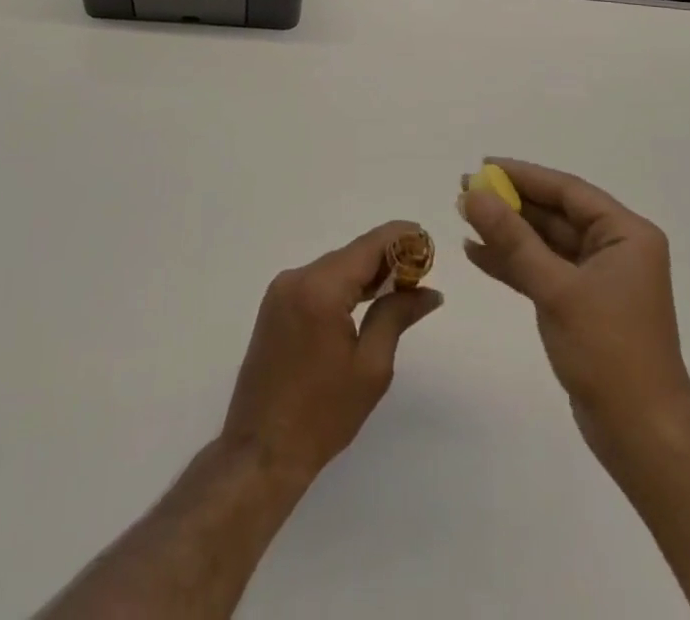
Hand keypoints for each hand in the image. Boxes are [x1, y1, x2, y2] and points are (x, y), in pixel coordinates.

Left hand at [220, 221, 442, 483]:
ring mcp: (281, 290)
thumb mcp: (371, 367)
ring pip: (334, 268)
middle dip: (386, 258)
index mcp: (320, 289)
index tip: (426, 238)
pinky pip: (317, 282)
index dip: (399, 238)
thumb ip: (397, 316)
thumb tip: (428, 291)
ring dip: (365, 273)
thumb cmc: (322, 415)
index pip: (367, 247)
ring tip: (402, 285)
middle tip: (422, 270)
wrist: (261, 451)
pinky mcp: (275, 306)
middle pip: (350, 255)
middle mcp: (296, 278)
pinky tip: (367, 299)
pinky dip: (344, 286)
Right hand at [461, 159, 689, 465]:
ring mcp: (599, 279)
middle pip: (555, 214)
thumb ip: (513, 239)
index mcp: (626, 234)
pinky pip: (543, 271)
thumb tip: (474, 194)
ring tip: (464, 216)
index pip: (568, 190)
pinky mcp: (583, 306)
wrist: (642, 437)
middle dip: (510, 203)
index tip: (483, 165)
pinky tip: (477, 253)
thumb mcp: (556, 289)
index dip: (524, 175)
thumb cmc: (609, 352)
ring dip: (507, 232)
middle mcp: (616, 249)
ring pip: (545, 243)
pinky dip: (513, 263)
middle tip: (465, 190)